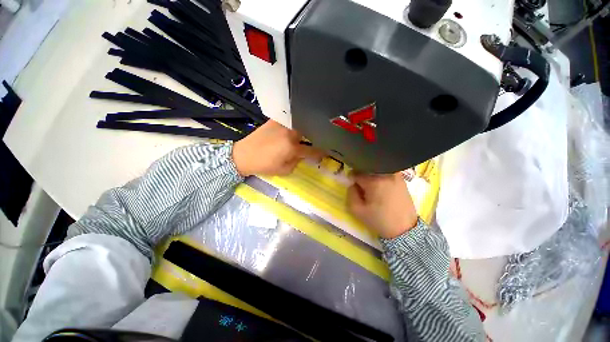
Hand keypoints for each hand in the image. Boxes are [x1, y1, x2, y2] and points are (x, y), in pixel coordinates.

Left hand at [232, 120, 324, 176]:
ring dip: (307, 128)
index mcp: (292, 147)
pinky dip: (296, 122)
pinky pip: (290, 119)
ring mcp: (283, 124)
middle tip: (318, 140)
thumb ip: (297, 162)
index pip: (312, 150)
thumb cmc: (264, 165)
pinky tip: (297, 125)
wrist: (244, 155)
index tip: (326, 153)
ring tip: (310, 131)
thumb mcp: (284, 170)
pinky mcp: (275, 120)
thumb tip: (302, 155)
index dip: (321, 153)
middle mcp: (290, 133)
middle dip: (315, 137)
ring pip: (301, 124)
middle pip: (309, 132)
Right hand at [347, 172, 417, 238]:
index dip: (352, 179)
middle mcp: (386, 175)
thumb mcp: (357, 210)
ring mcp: (396, 176)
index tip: (354, 187)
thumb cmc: (379, 220)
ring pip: (377, 170)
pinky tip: (383, 189)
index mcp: (374, 182)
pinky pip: (386, 173)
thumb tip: (353, 184)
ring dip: (372, 176)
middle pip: (367, 170)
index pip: (357, 173)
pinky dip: (381, 178)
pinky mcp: (402, 180)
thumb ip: (350, 194)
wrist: (404, 229)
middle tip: (363, 189)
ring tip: (373, 189)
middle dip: (362, 177)